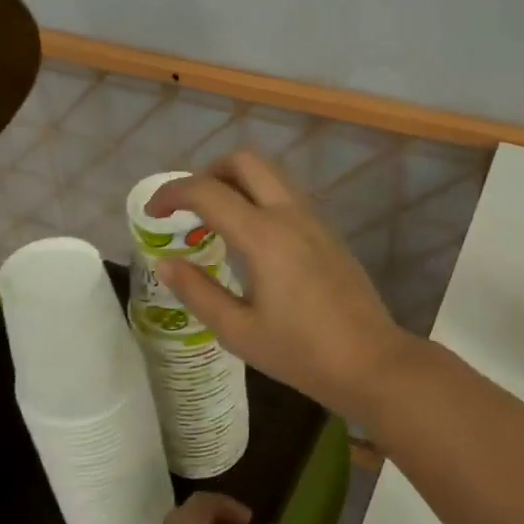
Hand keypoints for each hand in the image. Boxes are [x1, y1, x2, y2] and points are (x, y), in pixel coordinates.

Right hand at [147, 152, 413, 420]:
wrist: (370, 362)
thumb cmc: (300, 353)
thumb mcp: (238, 331)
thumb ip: (197, 292)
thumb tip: (165, 262)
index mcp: (264, 236)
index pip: (207, 191)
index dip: (171, 194)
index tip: (153, 213)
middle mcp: (290, 215)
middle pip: (245, 161)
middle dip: (208, 172)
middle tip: (188, 208)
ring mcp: (314, 221)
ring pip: (270, 176)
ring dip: (236, 184)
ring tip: (215, 224)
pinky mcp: (328, 234)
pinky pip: (287, 197)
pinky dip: (259, 200)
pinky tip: (251, 242)